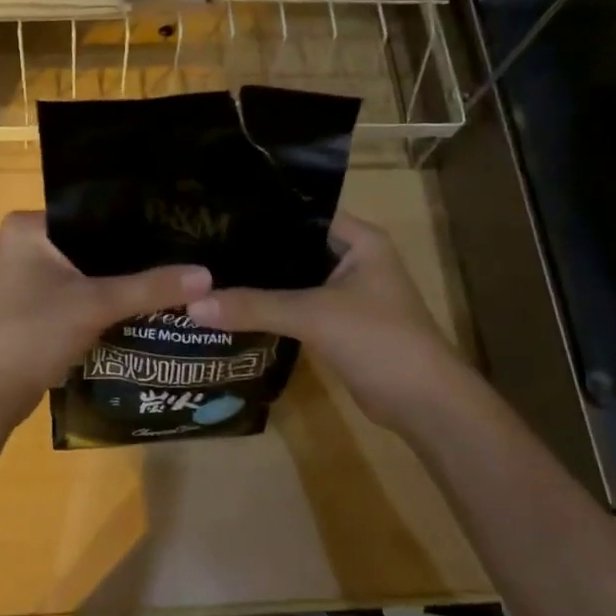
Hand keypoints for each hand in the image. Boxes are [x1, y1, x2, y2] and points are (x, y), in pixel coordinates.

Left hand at [0, 212, 212, 421]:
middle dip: (134, 253)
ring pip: (89, 271)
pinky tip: (146, 303)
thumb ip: (151, 288)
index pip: (94, 210)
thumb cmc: (32, 334)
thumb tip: (208, 276)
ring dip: (123, 280)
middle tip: (184, 252)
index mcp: (28, 226)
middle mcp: (25, 244)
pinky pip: (81, 294)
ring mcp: (28, 277)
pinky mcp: (35, 307)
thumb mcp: (95, 305)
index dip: (137, 220)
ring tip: (174, 274)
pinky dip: (108, 301)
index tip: (178, 225)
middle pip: (94, 242)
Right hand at [185, 214, 466, 437]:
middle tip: (200, 245)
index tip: (215, 213)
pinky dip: (270, 308)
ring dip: (260, 281)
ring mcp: (346, 293)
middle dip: (253, 249)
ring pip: (293, 279)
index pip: (302, 211)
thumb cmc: (378, 340)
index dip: (262, 212)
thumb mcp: (313, 316)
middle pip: (293, 246)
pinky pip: (296, 306)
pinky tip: (233, 306)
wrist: (423, 403)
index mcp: (359, 239)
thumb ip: (254, 307)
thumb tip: (192, 305)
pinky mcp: (337, 323)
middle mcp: (353, 258)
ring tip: (207, 273)